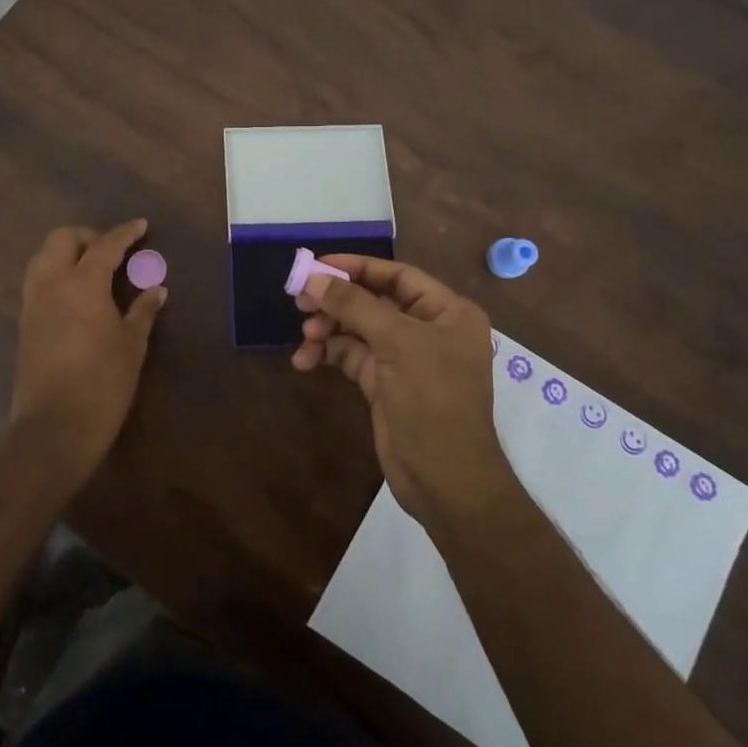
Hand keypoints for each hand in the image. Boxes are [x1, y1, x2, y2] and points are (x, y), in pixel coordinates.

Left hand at [10, 220, 165, 482]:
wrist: (53, 428)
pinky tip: (76, 295)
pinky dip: (56, 274)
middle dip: (88, 236)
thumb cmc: (102, 384)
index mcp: (83, 283)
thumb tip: (156, 289)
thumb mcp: (132, 346)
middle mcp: (52, 284)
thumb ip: (142, 312)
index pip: (105, 245)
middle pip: (63, 239)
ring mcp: (33, 303)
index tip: (140, 226)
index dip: (125, 233)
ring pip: (43, 257)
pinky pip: (38, 282)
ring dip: (67, 253)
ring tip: (93, 270)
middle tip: (112, 251)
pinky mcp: (24, 323)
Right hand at [293, 256, 511, 527]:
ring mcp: (405, 358)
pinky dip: (328, 354)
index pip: (397, 275)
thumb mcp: (396, 344)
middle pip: (373, 301)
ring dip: (329, 329)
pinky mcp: (385, 383)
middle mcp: (428, 330)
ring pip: (358, 329)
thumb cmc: (433, 400)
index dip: (357, 267)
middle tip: (300, 301)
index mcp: (447, 312)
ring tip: (306, 337)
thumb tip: (314, 278)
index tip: (317, 265)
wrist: (446, 480)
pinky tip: (305, 361)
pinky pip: (351, 356)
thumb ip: (354, 306)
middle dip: (337, 301)